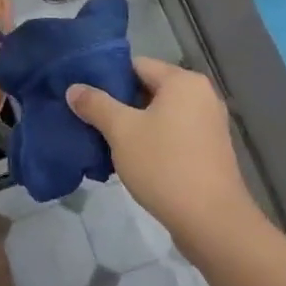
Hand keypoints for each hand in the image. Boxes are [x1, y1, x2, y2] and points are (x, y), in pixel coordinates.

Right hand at [67, 58, 249, 235]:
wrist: (211, 220)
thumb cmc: (164, 165)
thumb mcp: (122, 132)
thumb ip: (96, 105)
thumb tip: (74, 88)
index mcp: (183, 81)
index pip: (137, 65)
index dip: (107, 77)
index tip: (84, 95)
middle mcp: (201, 95)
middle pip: (149, 89)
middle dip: (119, 104)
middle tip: (89, 120)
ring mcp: (209, 124)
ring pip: (161, 114)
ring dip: (134, 125)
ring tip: (105, 142)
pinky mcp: (210, 150)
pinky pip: (174, 134)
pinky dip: (153, 141)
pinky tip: (131, 160)